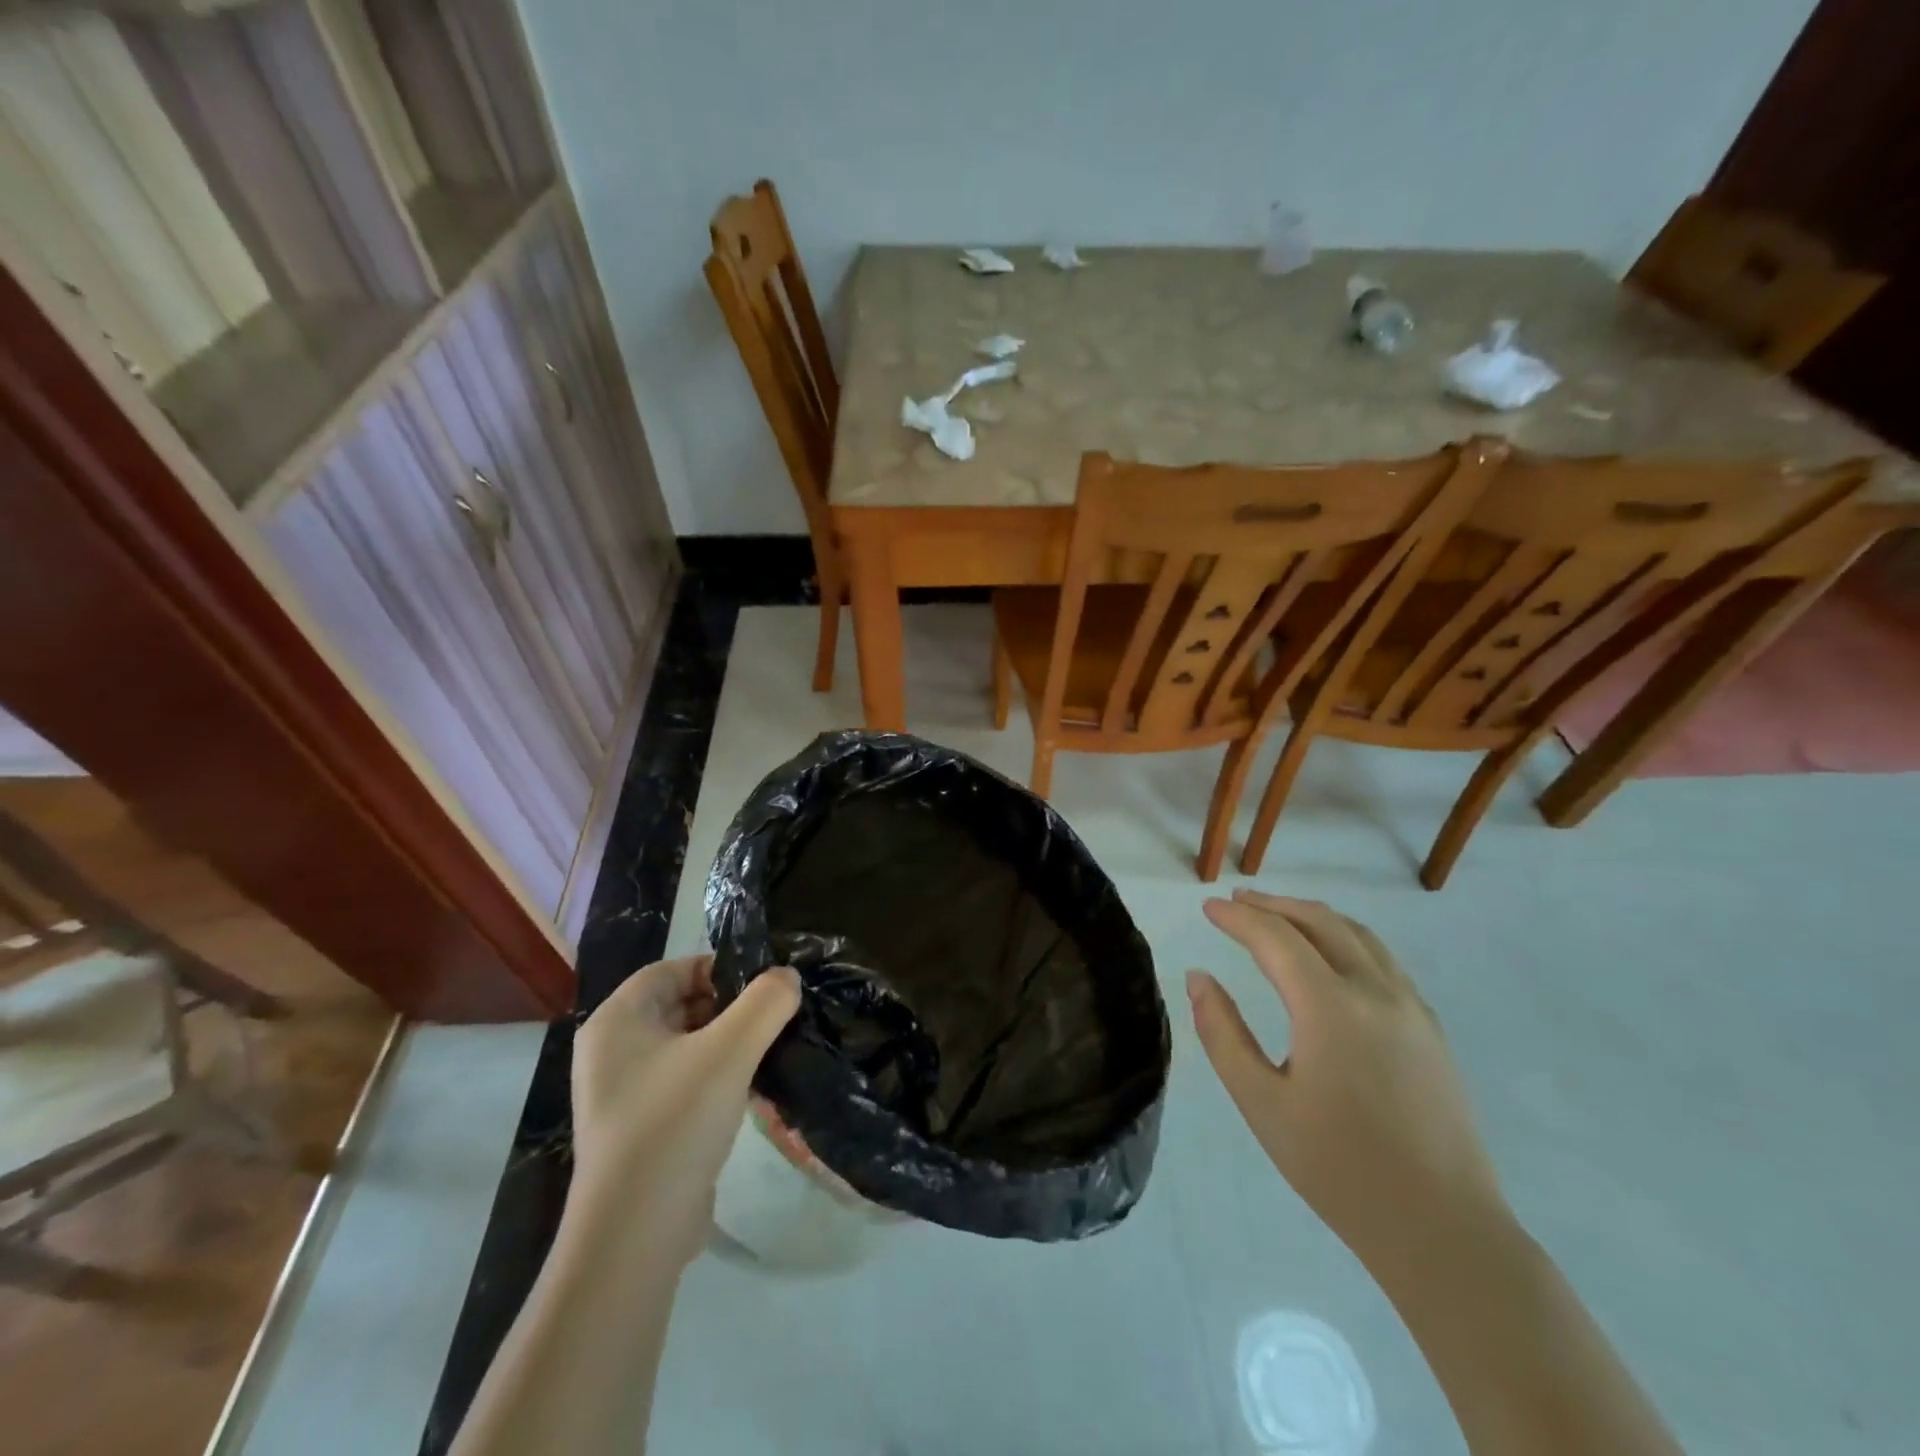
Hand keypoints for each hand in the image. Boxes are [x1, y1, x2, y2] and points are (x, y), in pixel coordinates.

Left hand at [570, 956, 799, 1267]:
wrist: (635, 1236)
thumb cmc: (674, 1124)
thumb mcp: (730, 1051)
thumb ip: (765, 1002)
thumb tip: (787, 977)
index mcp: (616, 1022)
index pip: (670, 970)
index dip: (716, 967)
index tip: (762, 982)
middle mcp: (611, 1052)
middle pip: (679, 1005)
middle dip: (728, 1006)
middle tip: (774, 1014)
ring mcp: (623, 1094)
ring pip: (686, 1046)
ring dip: (728, 1042)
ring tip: (771, 1047)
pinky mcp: (641, 1130)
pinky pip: (685, 1083)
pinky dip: (717, 1076)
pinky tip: (753, 1088)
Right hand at [1187, 890, 1506, 1273]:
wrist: (1442, 1229)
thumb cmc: (1338, 1168)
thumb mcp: (1261, 1104)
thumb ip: (1223, 1034)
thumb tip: (1199, 979)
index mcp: (1330, 1008)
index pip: (1276, 939)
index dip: (1238, 918)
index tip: (1208, 909)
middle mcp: (1375, 992)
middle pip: (1319, 922)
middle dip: (1273, 905)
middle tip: (1236, 902)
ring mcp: (1410, 1007)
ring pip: (1357, 934)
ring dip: (1311, 916)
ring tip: (1277, 915)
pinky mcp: (1429, 1027)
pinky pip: (1381, 958)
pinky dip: (1344, 937)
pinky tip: (1328, 954)